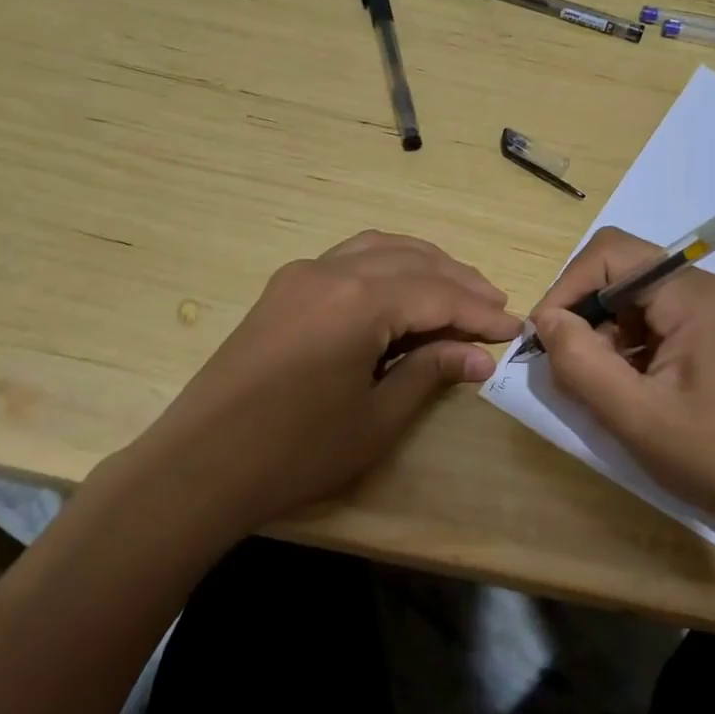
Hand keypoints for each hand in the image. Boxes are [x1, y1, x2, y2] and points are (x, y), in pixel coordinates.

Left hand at [131, 231, 520, 533]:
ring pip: (378, 248)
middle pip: (412, 261)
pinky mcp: (282, 289)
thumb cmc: (296, 451)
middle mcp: (331, 271)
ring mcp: (301, 275)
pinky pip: (348, 259)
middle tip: (494, 307)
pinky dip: (386, 265)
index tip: (514, 329)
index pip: (438, 294)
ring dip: (423, 265)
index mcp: (359, 300)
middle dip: (459, 281)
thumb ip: (430, 374)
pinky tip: (400, 291)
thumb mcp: (376, 419)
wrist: (200, 464)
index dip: (480, 312)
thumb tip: (479, 357)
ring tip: (457, 291)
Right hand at [530, 226, 714, 547]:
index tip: (545, 337)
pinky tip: (638, 394)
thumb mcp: (635, 416)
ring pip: (645, 303)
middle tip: (573, 372)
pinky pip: (667, 325)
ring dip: (612, 338)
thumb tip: (545, 319)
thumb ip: (580, 361)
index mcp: (698, 296)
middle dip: (589, 317)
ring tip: (607, 391)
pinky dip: (638, 351)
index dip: (568, 287)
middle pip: (628, 276)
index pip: (613, 254)